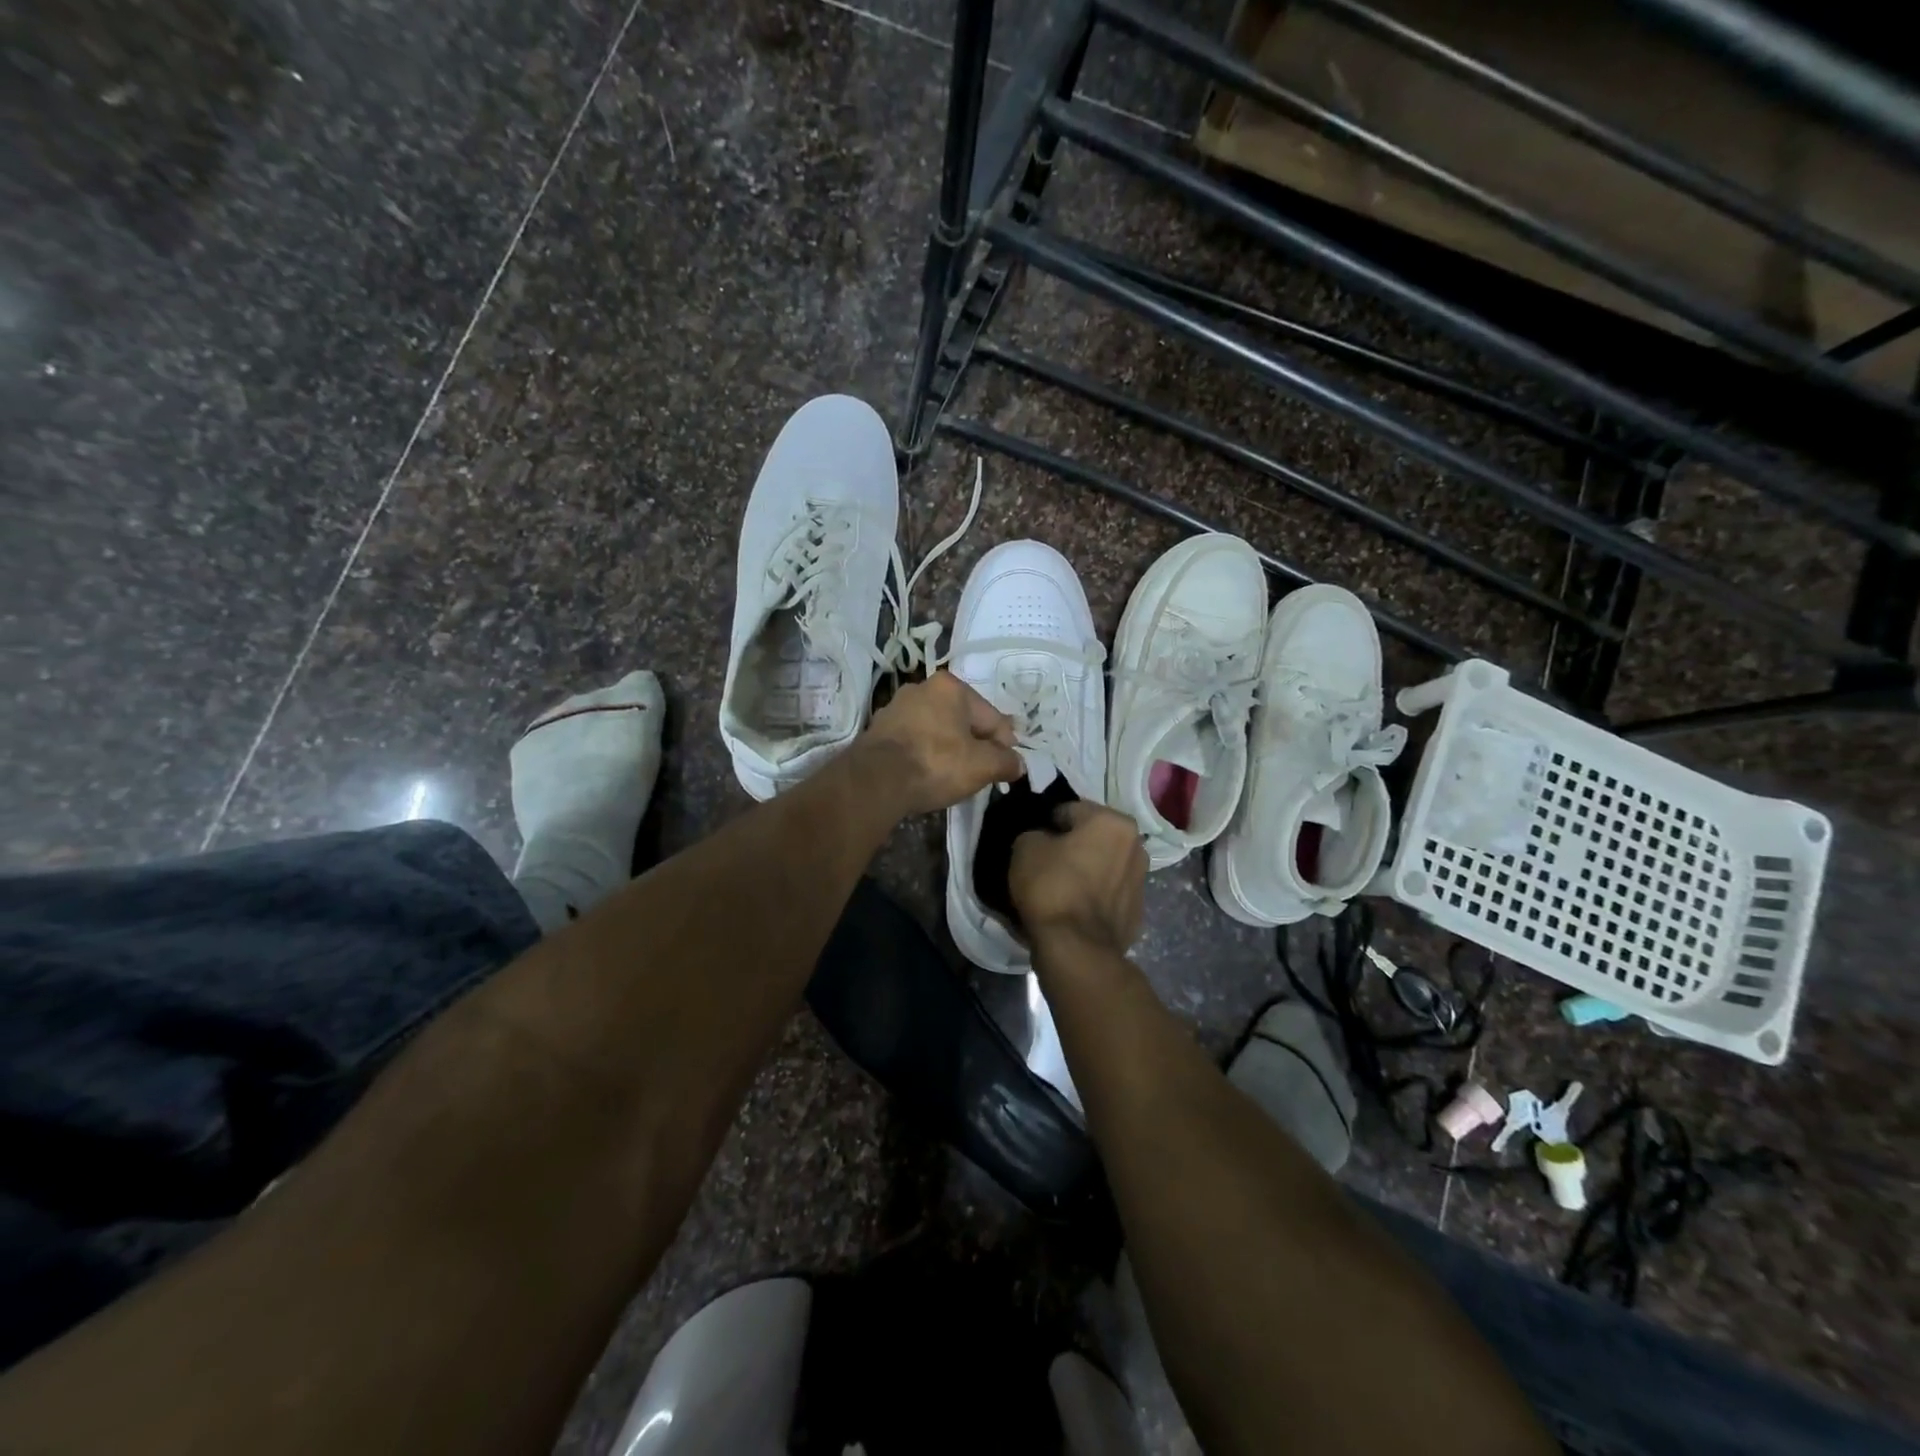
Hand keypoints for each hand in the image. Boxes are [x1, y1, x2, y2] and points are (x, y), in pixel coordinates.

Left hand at [860, 672, 1024, 815]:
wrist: (876, 781)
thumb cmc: (936, 764)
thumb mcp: (982, 766)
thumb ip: (1005, 762)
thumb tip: (1018, 764)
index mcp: (950, 687)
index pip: (991, 717)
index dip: (1004, 744)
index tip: (1007, 767)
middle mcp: (921, 688)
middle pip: (962, 720)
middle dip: (975, 744)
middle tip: (982, 772)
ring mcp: (896, 708)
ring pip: (937, 730)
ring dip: (949, 749)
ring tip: (954, 776)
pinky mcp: (878, 730)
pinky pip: (914, 741)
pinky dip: (925, 754)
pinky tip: (927, 774)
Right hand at [1008, 801, 1147, 955]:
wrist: (1075, 947)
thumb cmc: (1051, 886)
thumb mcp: (1025, 847)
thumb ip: (1036, 834)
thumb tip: (1043, 840)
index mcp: (1114, 822)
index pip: (1071, 810)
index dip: (1047, 823)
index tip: (1033, 840)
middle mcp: (1136, 846)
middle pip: (1093, 838)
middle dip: (1072, 846)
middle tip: (1045, 863)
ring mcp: (1141, 882)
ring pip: (1103, 866)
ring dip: (1086, 871)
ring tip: (1060, 888)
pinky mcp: (1137, 913)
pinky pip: (1108, 894)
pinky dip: (1094, 897)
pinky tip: (1073, 909)